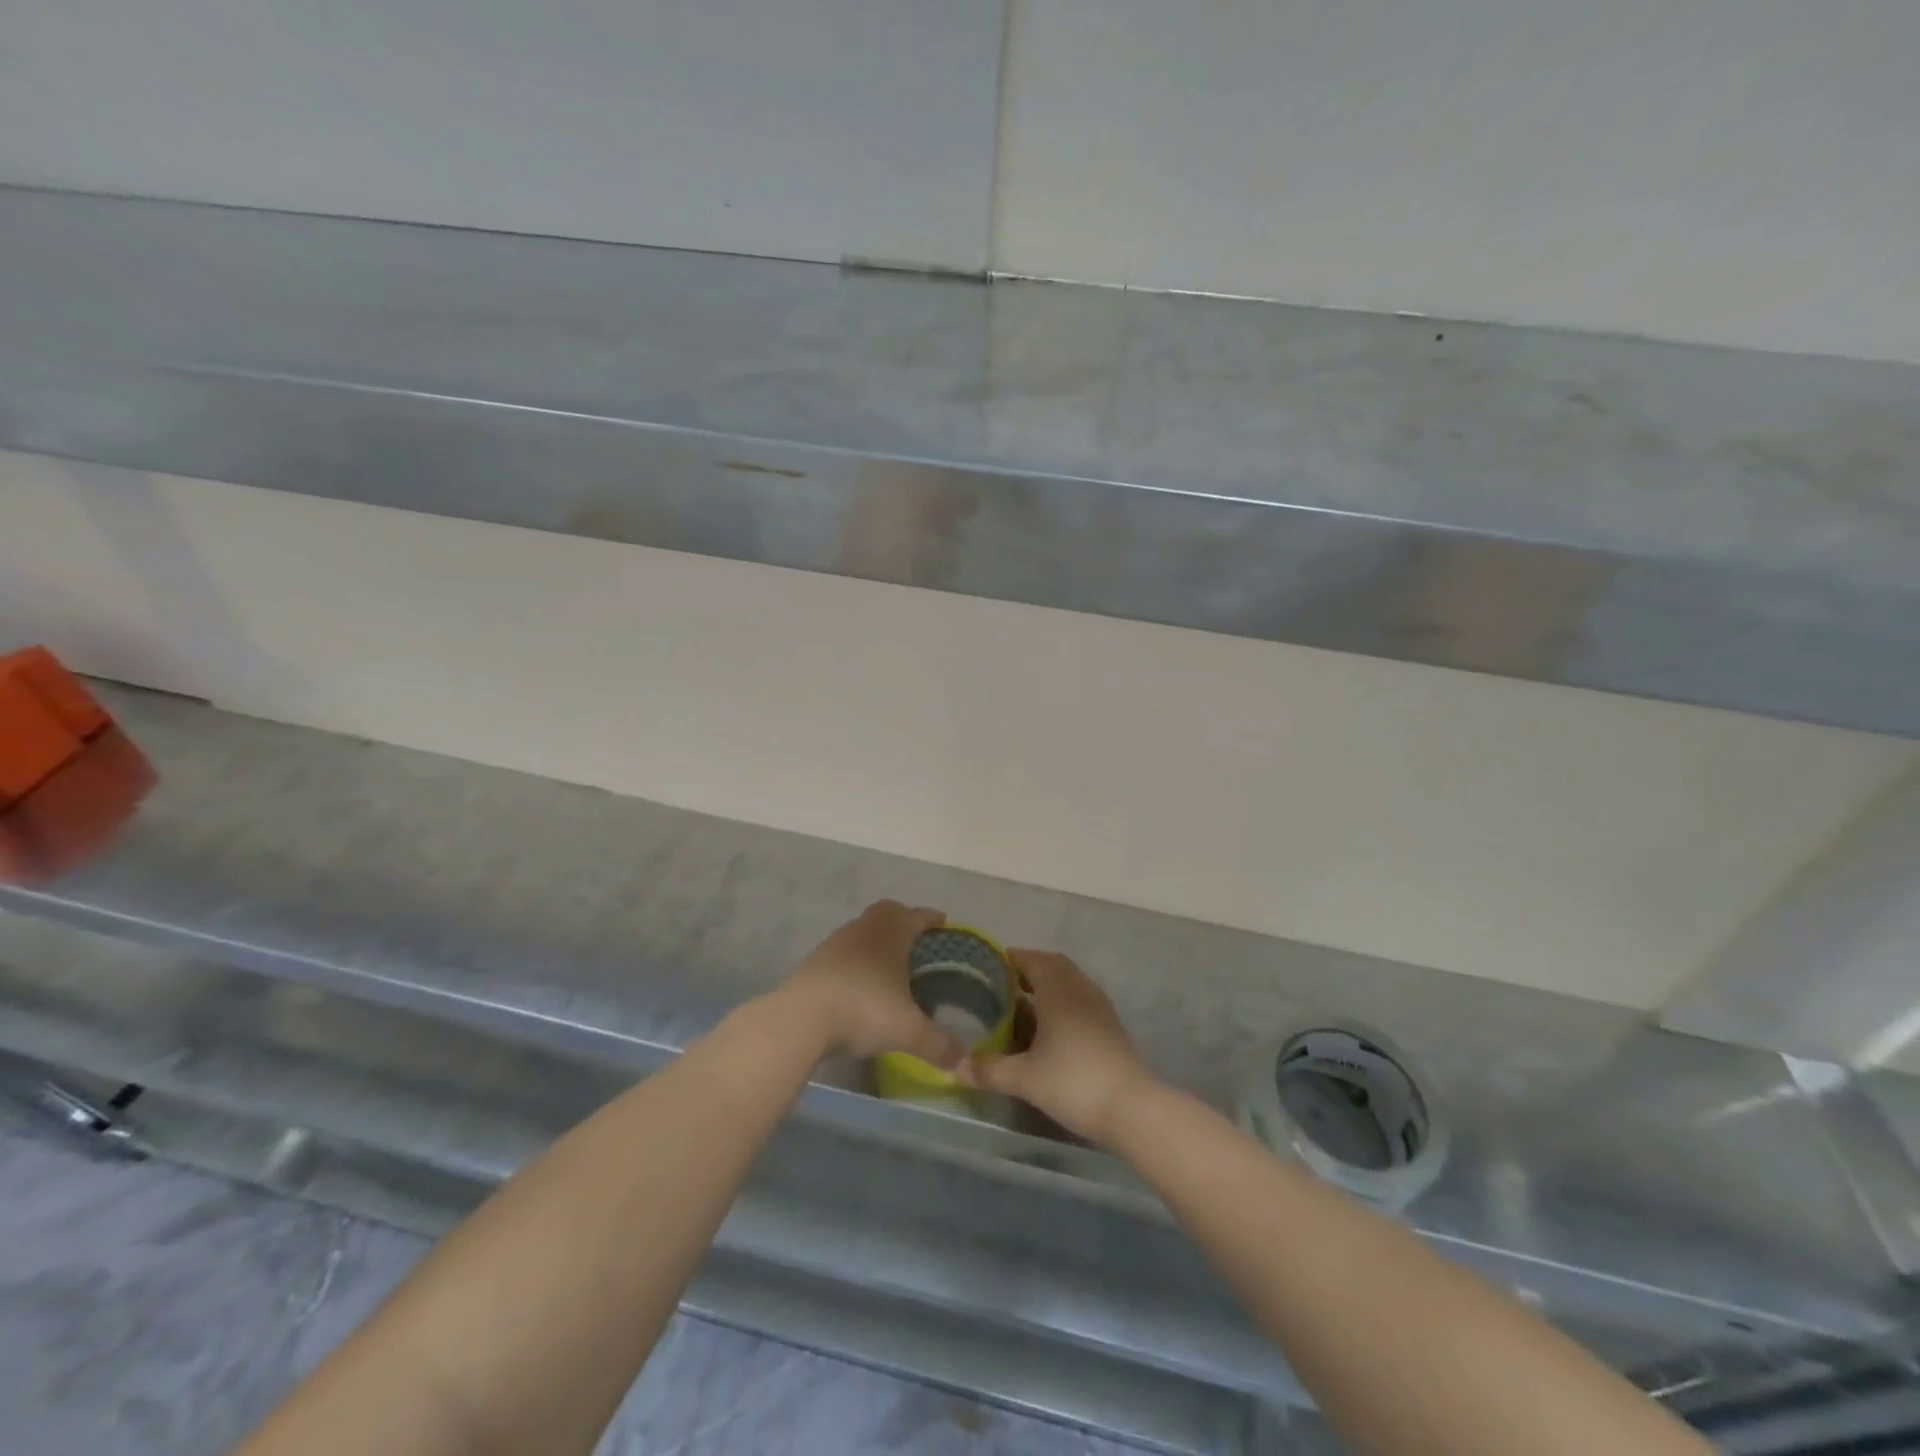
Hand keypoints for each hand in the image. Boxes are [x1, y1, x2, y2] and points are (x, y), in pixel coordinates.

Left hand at [777, 901, 965, 1066]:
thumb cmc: (864, 1011)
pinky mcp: (815, 961)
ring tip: (888, 965)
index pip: (918, 915)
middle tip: (916, 941)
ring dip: (876, 940)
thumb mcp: (908, 1031)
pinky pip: (843, 950)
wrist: (801, 1019)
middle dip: (903, 920)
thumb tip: (964, 1060)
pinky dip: (856, 959)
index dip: (932, 918)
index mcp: (892, 933)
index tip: (943, 923)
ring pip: (862, 929)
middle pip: (887, 911)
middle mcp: (865, 929)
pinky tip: (859, 983)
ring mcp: (836, 942)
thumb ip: (939, 1044)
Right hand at [960, 950, 1157, 1143]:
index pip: (1033, 960)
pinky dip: (1063, 999)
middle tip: (1005, 982)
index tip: (991, 965)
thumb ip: (990, 1069)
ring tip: (1025, 1002)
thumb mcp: (1025, 1078)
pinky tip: (1052, 1025)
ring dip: (1049, 983)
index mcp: (1057, 991)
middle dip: (1030, 968)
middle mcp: (1079, 990)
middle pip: (1054, 965)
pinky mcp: (1110, 1025)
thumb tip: (957, 1067)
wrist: (1131, 1107)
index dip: (1012, 958)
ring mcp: (1099, 1006)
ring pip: (1070, 981)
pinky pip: (1081, 998)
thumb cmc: (1073, 1082)